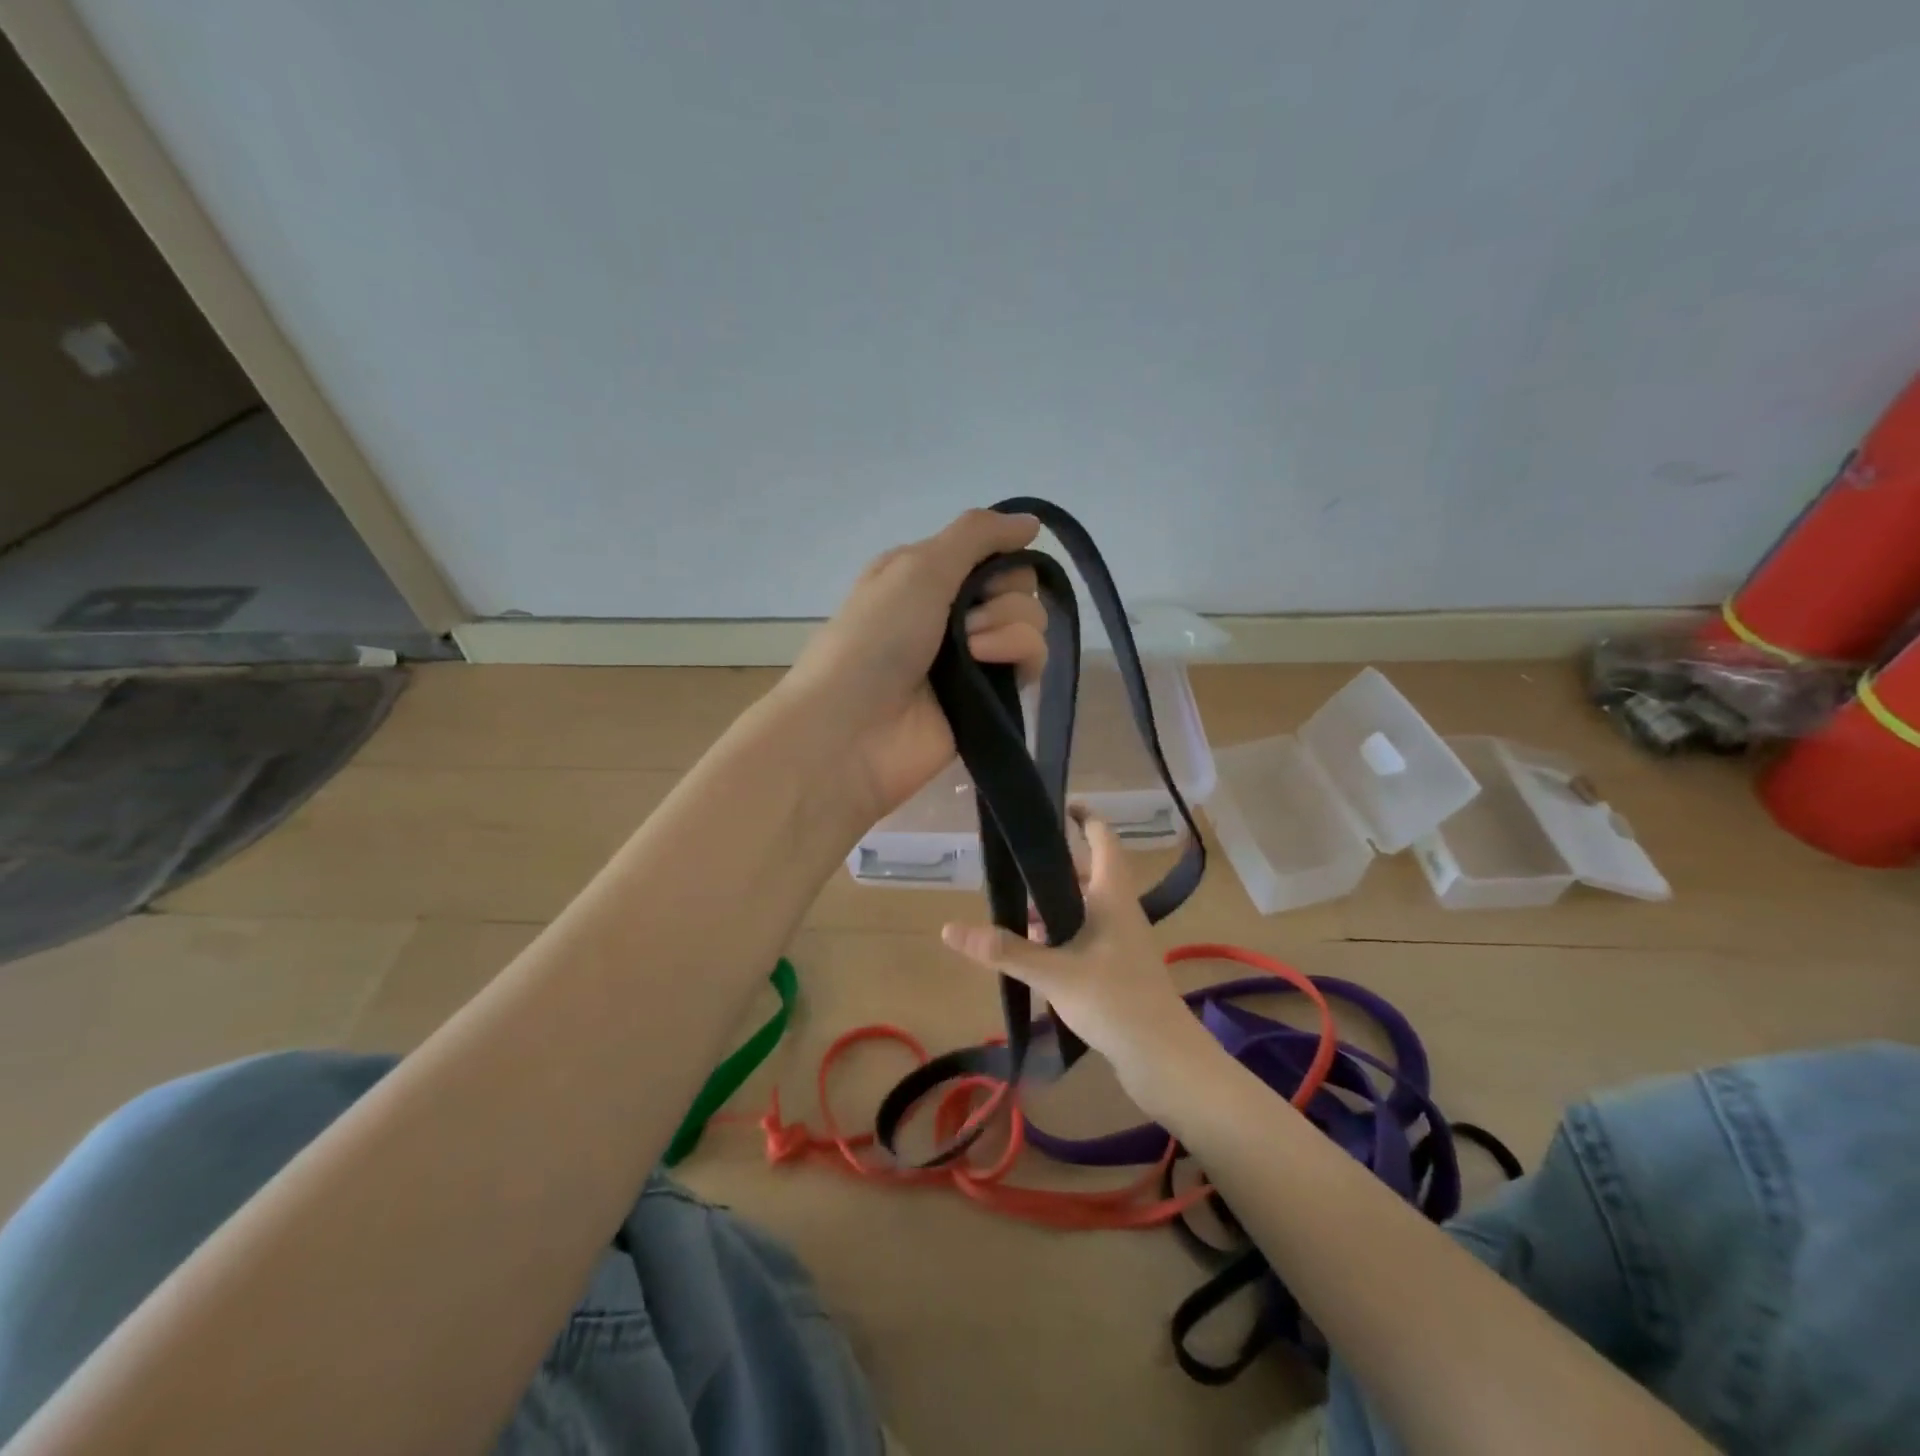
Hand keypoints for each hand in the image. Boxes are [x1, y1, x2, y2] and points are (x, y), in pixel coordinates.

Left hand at [781, 509, 1048, 830]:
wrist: (852, 730)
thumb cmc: (875, 637)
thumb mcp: (917, 566)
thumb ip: (977, 535)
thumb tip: (1031, 522)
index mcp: (925, 576)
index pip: (990, 552)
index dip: (999, 556)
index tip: (986, 571)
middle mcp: (951, 612)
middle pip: (1017, 586)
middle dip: (1003, 594)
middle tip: (967, 619)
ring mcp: (973, 657)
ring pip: (1029, 621)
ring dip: (1005, 626)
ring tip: (969, 651)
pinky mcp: (990, 696)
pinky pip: (1031, 660)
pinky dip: (1017, 654)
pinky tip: (987, 666)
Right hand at [939, 812, 1220, 1103]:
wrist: (1164, 1059)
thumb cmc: (1115, 1000)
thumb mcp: (1055, 972)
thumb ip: (1005, 950)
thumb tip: (949, 928)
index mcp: (1112, 896)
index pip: (1103, 840)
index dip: (1085, 817)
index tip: (1058, 804)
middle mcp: (1120, 911)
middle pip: (1088, 874)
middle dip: (1053, 868)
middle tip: (1015, 868)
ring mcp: (1123, 940)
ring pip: (1085, 907)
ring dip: (1054, 905)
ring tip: (1015, 912)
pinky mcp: (1119, 968)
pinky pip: (1086, 935)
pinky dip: (1062, 933)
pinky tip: (1036, 952)